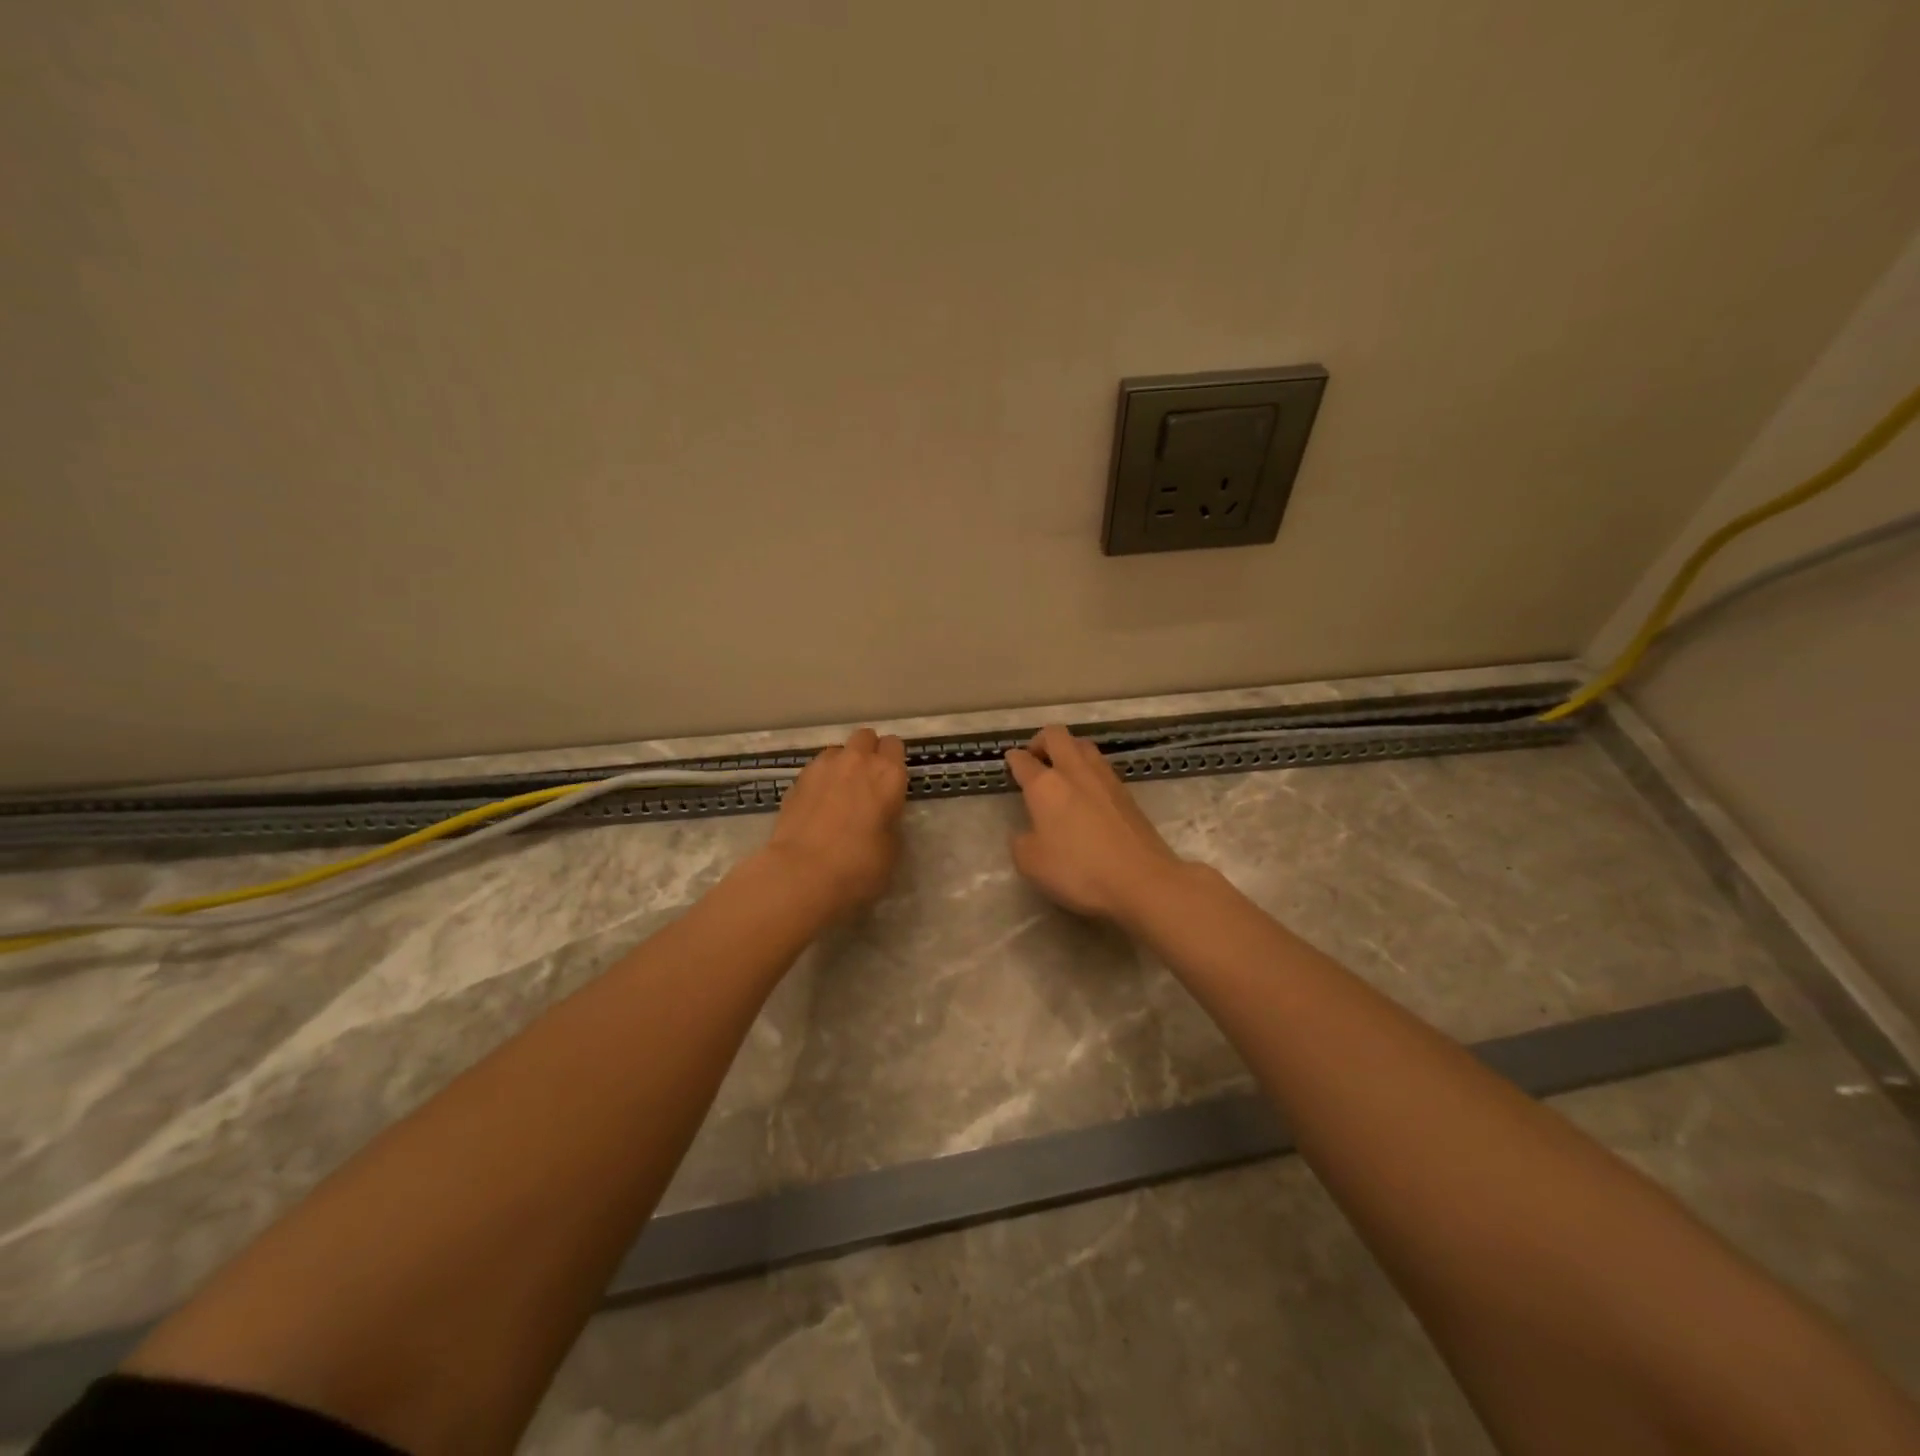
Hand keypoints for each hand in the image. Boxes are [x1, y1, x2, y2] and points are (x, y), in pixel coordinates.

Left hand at [762, 727, 908, 916]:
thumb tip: (880, 815)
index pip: (894, 745)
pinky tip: (817, 805)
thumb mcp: (892, 847)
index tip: (891, 780)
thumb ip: (889, 819)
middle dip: (868, 752)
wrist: (802, 873)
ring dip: (842, 764)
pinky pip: (815, 769)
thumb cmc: (859, 865)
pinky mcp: (796, 780)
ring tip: (838, 792)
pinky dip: (819, 780)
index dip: (893, 759)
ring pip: (837, 750)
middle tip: (867, 781)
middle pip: (865, 737)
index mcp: (888, 774)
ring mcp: (822, 767)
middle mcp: (857, 761)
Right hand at [1005, 725, 1186, 920]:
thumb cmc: (1079, 870)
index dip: (1013, 759)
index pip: (1023, 760)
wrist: (1141, 880)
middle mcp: (1074, 772)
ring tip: (1061, 771)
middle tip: (1035, 758)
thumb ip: (1021, 841)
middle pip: (1056, 736)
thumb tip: (1026, 831)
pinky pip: (1101, 767)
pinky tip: (1086, 792)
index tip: (1010, 760)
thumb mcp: (1031, 863)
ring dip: (1068, 750)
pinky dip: (1088, 770)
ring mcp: (1105, 779)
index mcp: (1045, 785)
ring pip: (1083, 746)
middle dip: (1041, 741)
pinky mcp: (1127, 793)